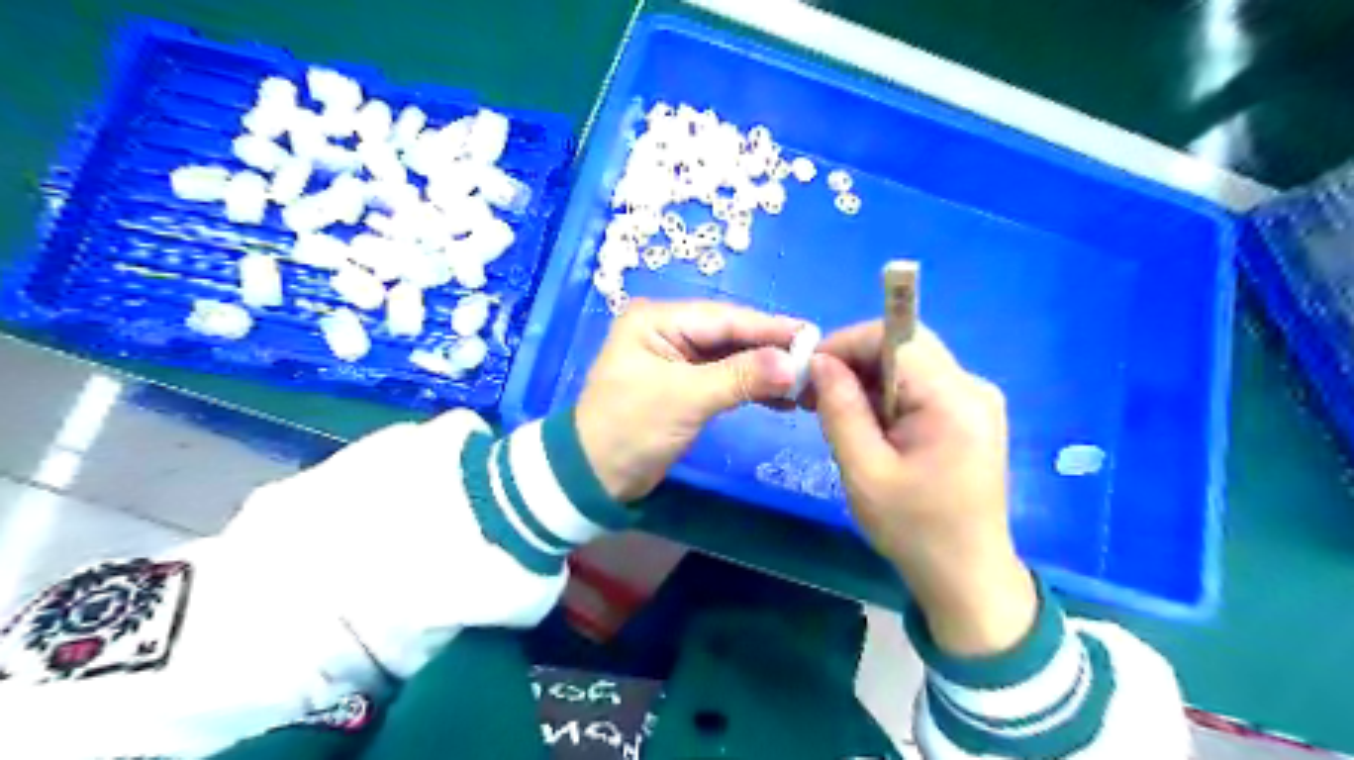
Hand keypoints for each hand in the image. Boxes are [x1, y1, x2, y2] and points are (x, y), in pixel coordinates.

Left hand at [573, 299, 801, 503]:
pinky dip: (751, 387)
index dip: (770, 328)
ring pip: (731, 357)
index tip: (814, 336)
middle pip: (731, 335)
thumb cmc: (631, 430)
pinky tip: (781, 399)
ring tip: (805, 386)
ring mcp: (676, 357)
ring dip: (765, 371)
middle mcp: (668, 330)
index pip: (725, 318)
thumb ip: (740, 377)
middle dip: (771, 351)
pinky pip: (725, 377)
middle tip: (816, 364)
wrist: (593, 477)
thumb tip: (793, 364)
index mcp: (658, 320)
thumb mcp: (686, 399)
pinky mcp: (684, 383)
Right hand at [800, 323, 1039, 654]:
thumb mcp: (864, 472)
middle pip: (904, 345)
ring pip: (909, 362)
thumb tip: (819, 361)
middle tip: (815, 394)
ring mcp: (976, 400)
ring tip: (834, 411)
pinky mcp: (970, 414)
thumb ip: (840, 409)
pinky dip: (886, 393)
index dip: (845, 344)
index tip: (808, 374)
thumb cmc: (913, 529)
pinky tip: (866, 423)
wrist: (967, 576)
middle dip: (853, 360)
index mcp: (953, 399)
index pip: (894, 337)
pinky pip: (920, 384)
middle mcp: (972, 387)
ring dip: (867, 377)